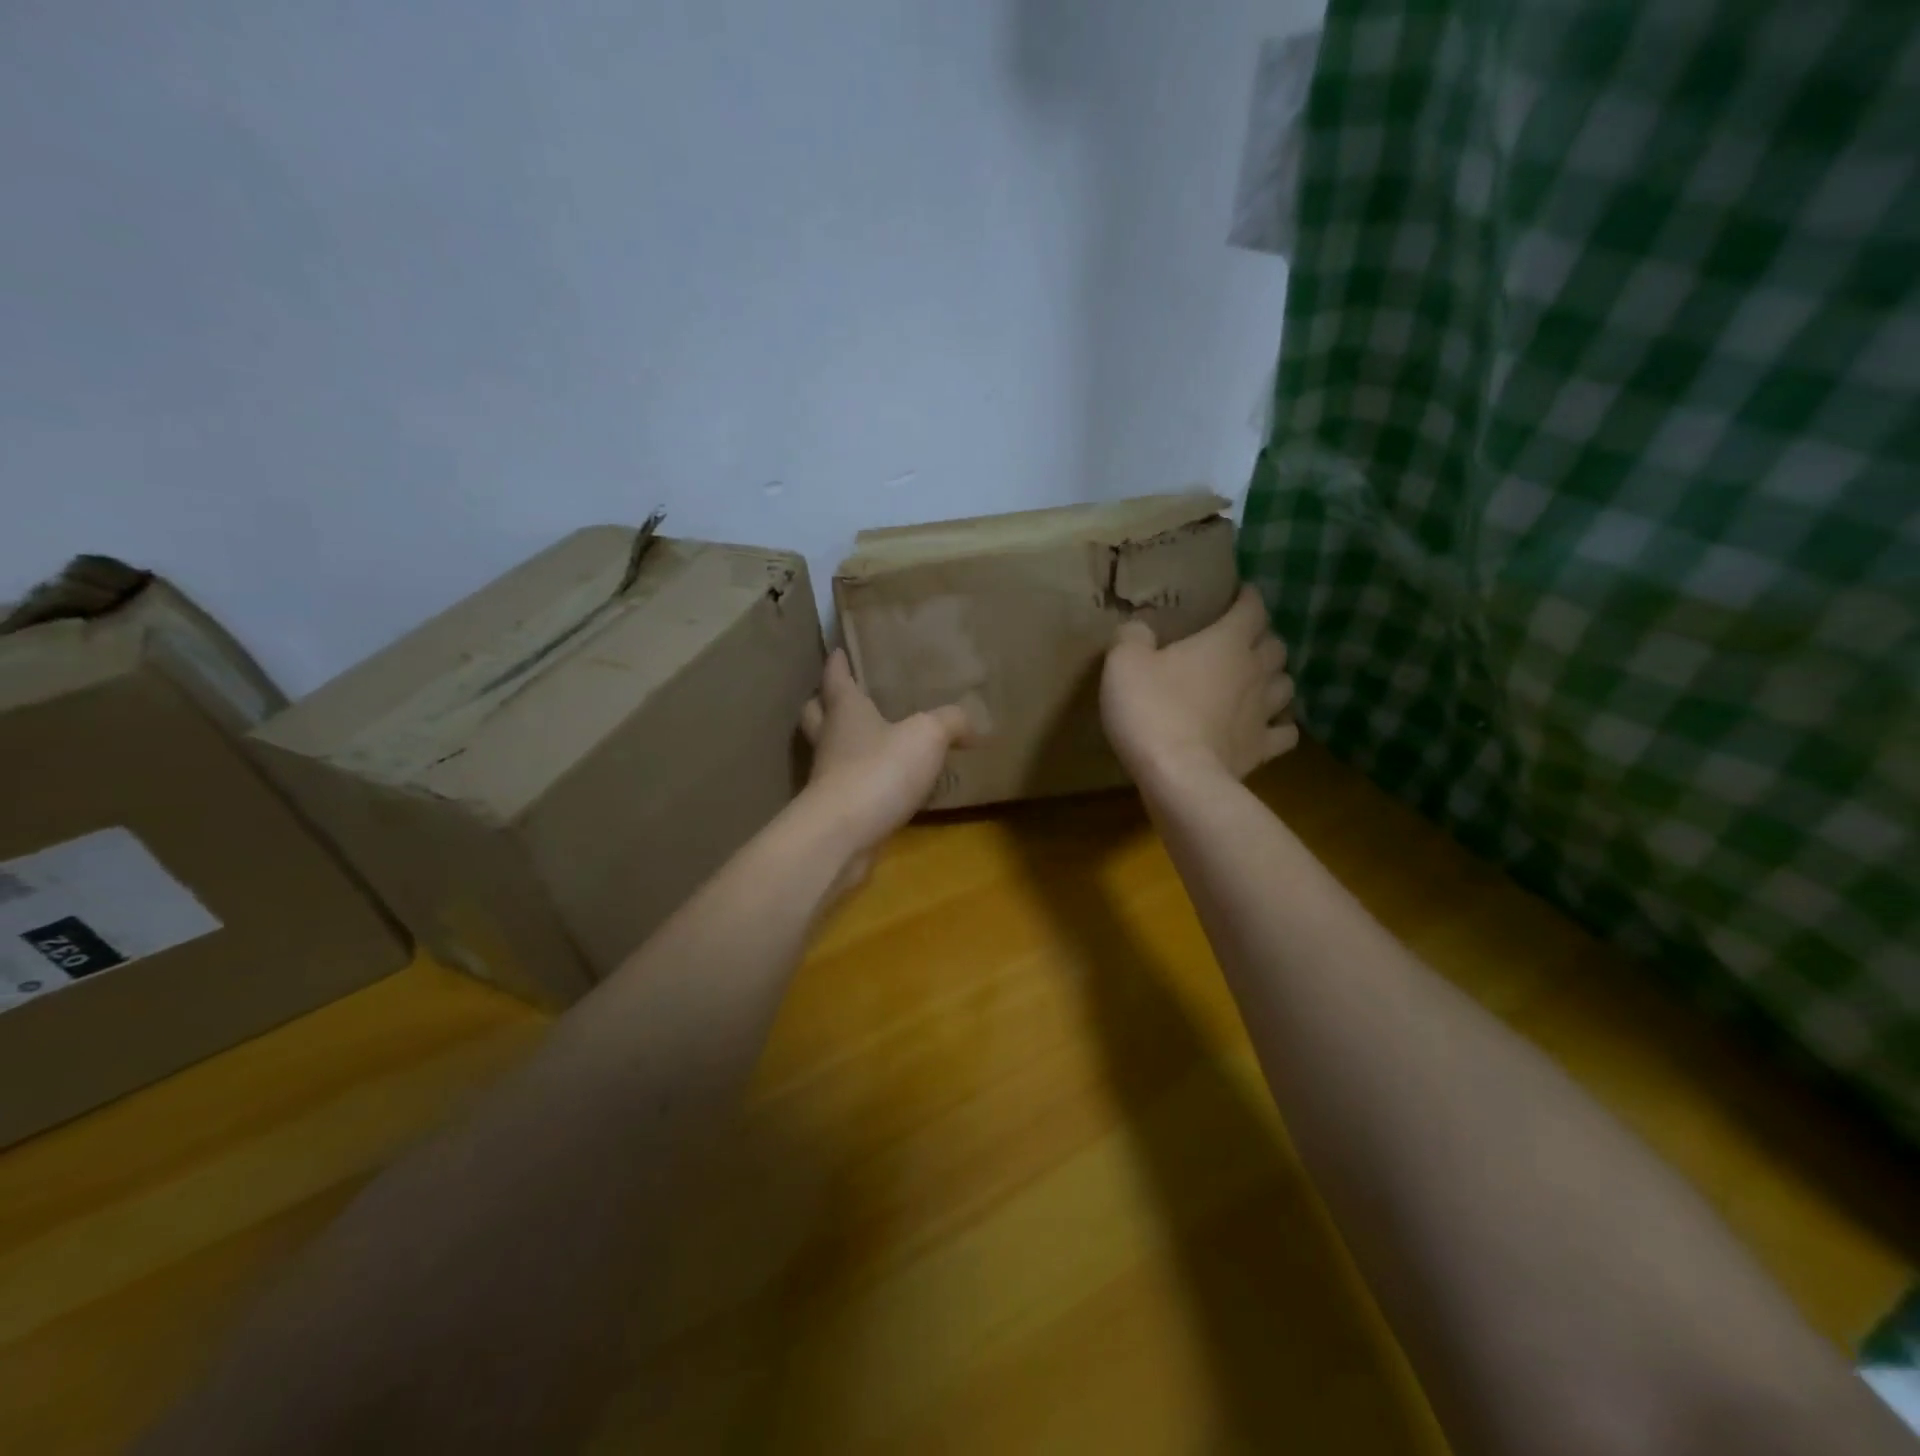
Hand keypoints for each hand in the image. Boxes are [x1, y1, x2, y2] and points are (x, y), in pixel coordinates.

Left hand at [798, 649, 969, 872]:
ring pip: (829, 750)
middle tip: (843, 696)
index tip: (837, 651)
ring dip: (843, 743)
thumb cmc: (880, 770)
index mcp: (845, 711)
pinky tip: (886, 786)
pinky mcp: (836, 810)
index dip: (837, 663)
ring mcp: (827, 777)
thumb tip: (973, 724)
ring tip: (872, 741)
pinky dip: (862, 781)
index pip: (836, 678)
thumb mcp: (927, 736)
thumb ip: (950, 722)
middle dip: (825, 702)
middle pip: (816, 713)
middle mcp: (830, 739)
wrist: (843, 835)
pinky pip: (848, 786)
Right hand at [1100, 585, 1297, 783]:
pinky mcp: (1262, 749)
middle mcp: (1254, 671)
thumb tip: (1138, 627)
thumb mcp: (1123, 663)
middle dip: (1261, 639)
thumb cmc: (1151, 709)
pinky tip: (1266, 727)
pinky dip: (1280, 726)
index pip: (1252, 607)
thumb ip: (1132, 637)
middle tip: (1240, 642)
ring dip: (1274, 679)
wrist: (1176, 776)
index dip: (1247, 597)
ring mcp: (1263, 713)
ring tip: (1256, 682)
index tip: (1238, 595)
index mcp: (1227, 642)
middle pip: (1275, 645)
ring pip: (1286, 685)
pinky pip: (1286, 733)